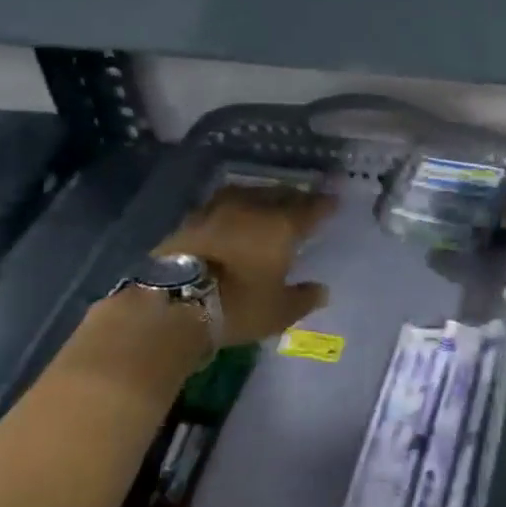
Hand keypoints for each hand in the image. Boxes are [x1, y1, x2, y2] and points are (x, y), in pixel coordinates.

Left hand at [156, 185, 334, 345]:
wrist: (171, 304)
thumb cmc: (237, 306)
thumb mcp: (278, 312)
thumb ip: (303, 298)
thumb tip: (322, 290)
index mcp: (281, 225)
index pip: (310, 208)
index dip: (324, 205)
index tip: (334, 201)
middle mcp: (252, 208)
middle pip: (279, 194)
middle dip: (294, 197)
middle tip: (303, 202)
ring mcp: (217, 210)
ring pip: (248, 194)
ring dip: (262, 197)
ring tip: (268, 205)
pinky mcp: (189, 220)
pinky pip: (222, 205)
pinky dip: (234, 209)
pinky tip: (234, 218)